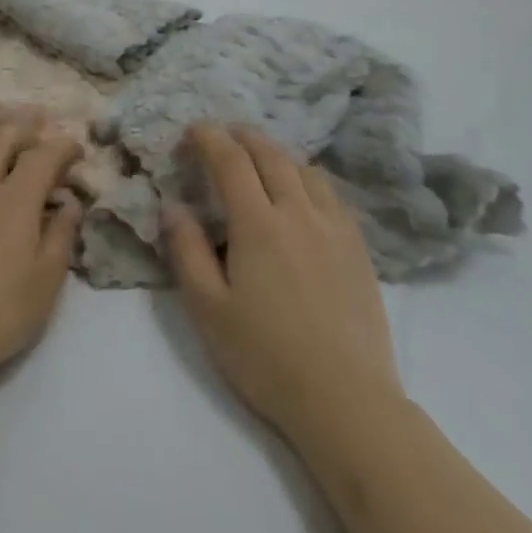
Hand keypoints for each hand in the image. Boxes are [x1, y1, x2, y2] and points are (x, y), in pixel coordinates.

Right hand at [163, 122, 404, 441]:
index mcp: (258, 223)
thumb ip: (187, 251)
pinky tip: (302, 193)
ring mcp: (334, 227)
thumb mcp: (208, 309)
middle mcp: (298, 212)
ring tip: (259, 159)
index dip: (208, 138)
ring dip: (276, 153)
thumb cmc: (266, 357)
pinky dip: (307, 177)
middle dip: (241, 136)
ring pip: (304, 169)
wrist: (346, 400)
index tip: (191, 132)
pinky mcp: (358, 247)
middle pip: (270, 154)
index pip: (230, 160)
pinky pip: (331, 193)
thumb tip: (173, 206)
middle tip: (221, 135)